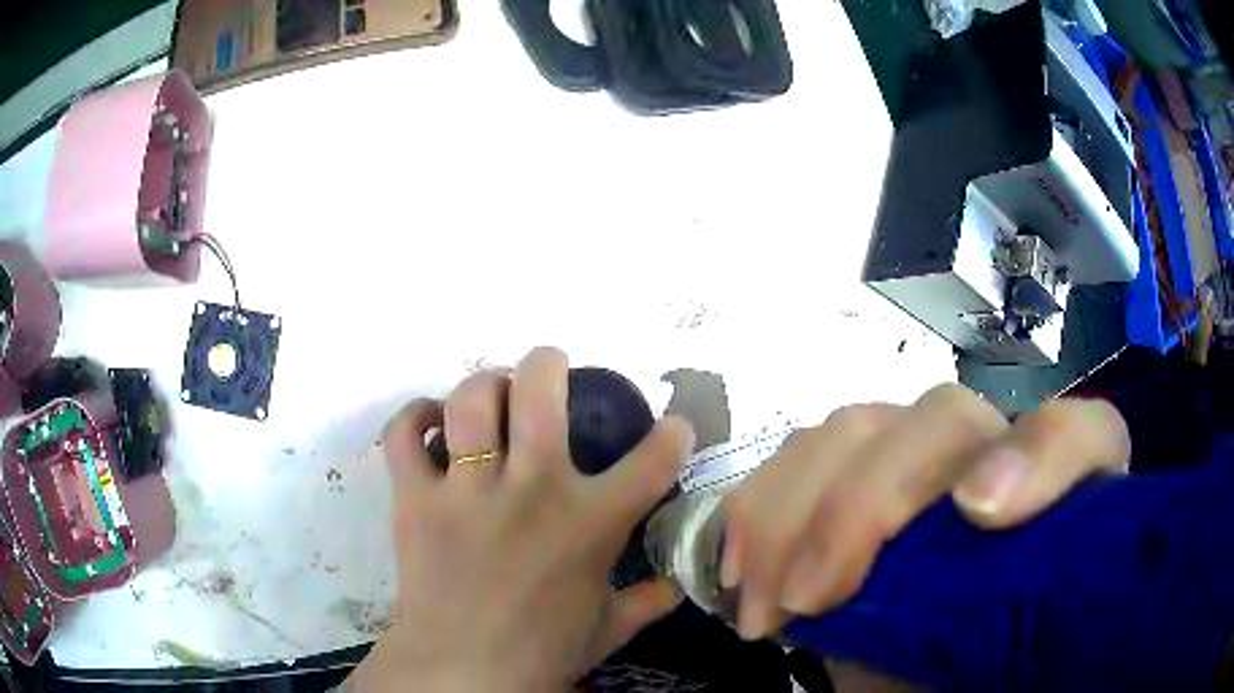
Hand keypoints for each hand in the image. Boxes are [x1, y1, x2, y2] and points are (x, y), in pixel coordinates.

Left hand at [349, 348, 693, 691]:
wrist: (463, 672)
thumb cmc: (542, 652)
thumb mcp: (607, 629)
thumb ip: (647, 603)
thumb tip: (679, 587)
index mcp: (590, 524)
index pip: (652, 461)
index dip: (673, 435)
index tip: (673, 428)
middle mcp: (531, 491)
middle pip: (539, 391)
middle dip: (549, 363)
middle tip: (549, 369)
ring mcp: (467, 490)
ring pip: (470, 400)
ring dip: (483, 384)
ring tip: (489, 394)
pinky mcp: (415, 498)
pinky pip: (404, 434)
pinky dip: (414, 417)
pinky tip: (429, 423)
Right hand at [722, 385, 1129, 639]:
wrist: (920, 671)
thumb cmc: (966, 676)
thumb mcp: (985, 677)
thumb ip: (997, 648)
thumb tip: (956, 644)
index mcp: (1056, 507)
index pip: (1080, 440)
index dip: (1038, 458)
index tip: (980, 514)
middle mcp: (992, 462)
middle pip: (947, 419)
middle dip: (868, 502)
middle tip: (810, 597)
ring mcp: (918, 457)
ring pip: (861, 427)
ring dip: (795, 510)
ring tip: (764, 603)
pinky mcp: (855, 469)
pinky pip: (800, 452)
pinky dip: (760, 505)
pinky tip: (743, 568)